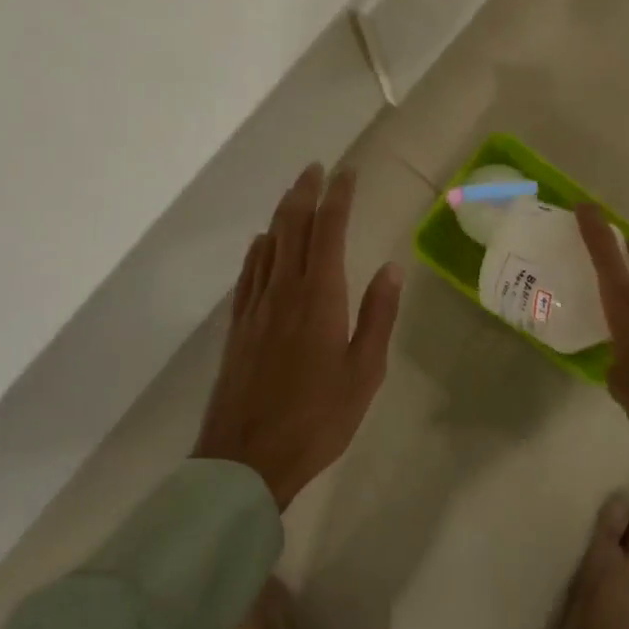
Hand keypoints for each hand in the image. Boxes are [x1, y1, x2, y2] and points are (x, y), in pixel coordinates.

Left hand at [194, 164, 402, 509]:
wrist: (246, 459)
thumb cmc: (317, 418)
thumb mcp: (364, 372)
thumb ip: (378, 316)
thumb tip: (391, 268)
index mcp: (319, 297)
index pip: (328, 230)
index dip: (338, 197)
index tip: (347, 172)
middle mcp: (284, 290)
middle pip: (292, 227)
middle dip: (305, 192)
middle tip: (317, 168)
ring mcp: (255, 307)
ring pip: (268, 245)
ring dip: (282, 213)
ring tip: (295, 193)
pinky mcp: (238, 327)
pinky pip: (248, 274)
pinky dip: (258, 249)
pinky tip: (261, 243)